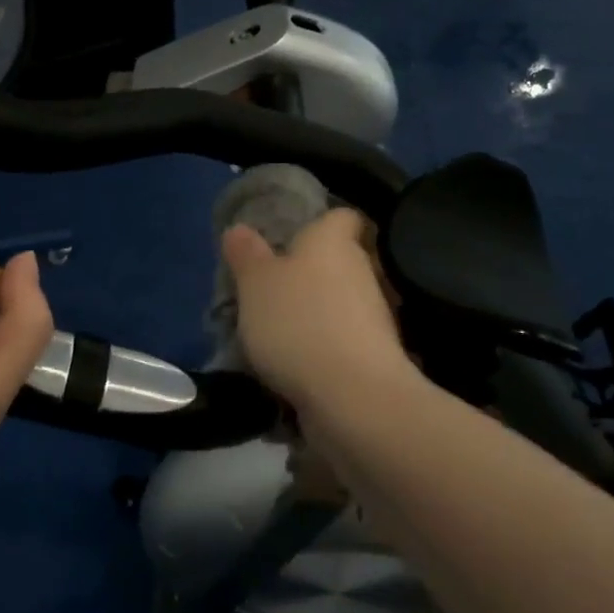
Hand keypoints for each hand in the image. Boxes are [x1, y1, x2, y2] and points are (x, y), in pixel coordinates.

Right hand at [221, 208, 413, 416]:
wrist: (352, 396)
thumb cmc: (298, 322)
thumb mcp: (255, 283)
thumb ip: (246, 254)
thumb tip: (239, 229)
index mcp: (333, 241)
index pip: (342, 216)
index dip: (322, 222)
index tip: (295, 237)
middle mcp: (361, 270)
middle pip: (339, 261)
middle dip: (311, 273)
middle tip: (272, 289)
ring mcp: (374, 316)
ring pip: (341, 303)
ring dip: (315, 314)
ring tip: (276, 333)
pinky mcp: (375, 356)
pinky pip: (343, 342)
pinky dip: (323, 349)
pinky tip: (294, 366)